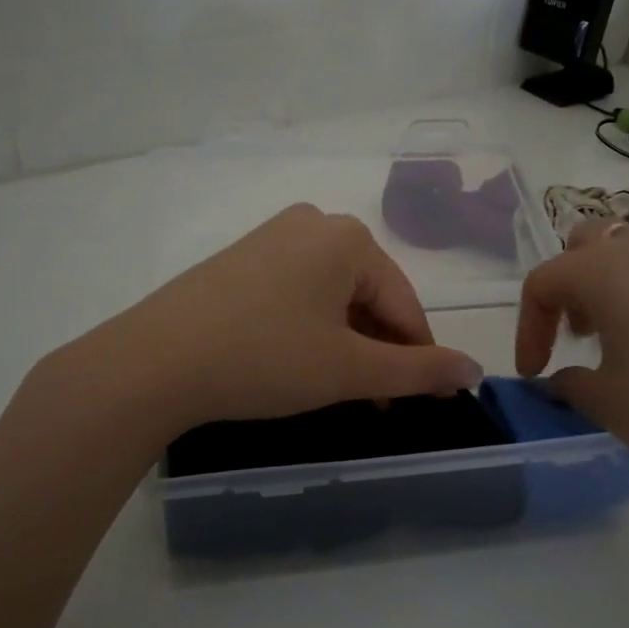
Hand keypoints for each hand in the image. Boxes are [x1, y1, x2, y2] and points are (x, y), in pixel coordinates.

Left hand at [88, 204, 482, 431]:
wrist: (154, 361)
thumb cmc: (265, 358)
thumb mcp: (348, 369)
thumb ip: (417, 370)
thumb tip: (474, 370)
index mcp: (347, 238)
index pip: (405, 304)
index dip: (419, 357)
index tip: (423, 404)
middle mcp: (312, 224)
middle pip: (368, 295)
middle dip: (378, 351)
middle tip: (375, 403)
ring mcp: (271, 236)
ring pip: (332, 295)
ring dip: (346, 343)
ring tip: (339, 389)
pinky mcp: (240, 258)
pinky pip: (296, 291)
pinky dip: (310, 327)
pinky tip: (297, 362)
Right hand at [516, 221, 628, 530]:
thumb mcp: (609, 406)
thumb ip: (570, 383)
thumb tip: (564, 377)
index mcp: (609, 273)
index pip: (545, 280)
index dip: (528, 325)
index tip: (535, 370)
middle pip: (591, 242)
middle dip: (574, 283)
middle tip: (582, 333)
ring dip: (624, 286)